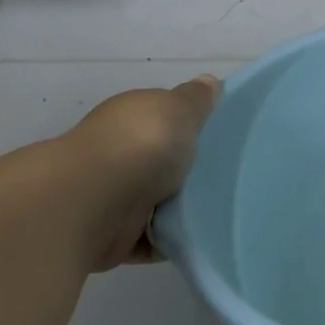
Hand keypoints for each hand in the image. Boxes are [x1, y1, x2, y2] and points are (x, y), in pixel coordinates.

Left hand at [54, 75, 219, 269]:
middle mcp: (118, 154)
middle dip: (186, 172)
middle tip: (228, 179)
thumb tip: (208, 81)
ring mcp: (113, 196)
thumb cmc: (143, 145)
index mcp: (130, 119)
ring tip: (219, 213)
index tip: (219, 140)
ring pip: (155, 203)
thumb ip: (196, 99)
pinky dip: (168, 242)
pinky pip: (150, 240)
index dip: (188, 126)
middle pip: (160, 163)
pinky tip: (197, 241)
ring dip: (179, 210)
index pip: (161, 119)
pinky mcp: (113, 235)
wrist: (96, 201)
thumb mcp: (180, 109)